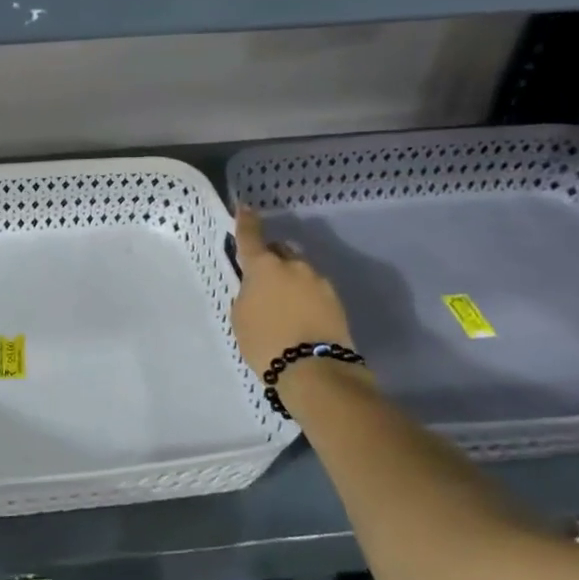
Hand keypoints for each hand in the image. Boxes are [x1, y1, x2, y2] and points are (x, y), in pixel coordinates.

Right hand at [231, 206, 355, 376]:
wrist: (315, 371)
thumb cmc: (266, 342)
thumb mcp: (241, 316)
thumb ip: (248, 293)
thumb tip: (259, 288)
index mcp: (264, 266)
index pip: (250, 236)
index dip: (246, 221)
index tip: (245, 207)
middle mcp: (293, 265)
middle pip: (280, 251)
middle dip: (272, 259)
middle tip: (264, 281)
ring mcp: (319, 281)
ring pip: (300, 271)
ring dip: (291, 280)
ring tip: (285, 306)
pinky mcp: (336, 301)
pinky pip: (314, 290)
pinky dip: (306, 297)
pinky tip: (301, 317)